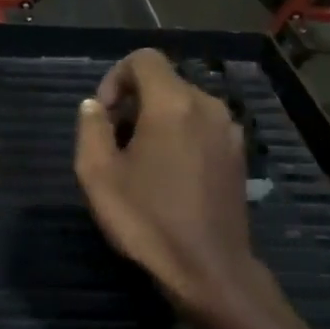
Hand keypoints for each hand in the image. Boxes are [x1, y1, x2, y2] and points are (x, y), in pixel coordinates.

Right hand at [74, 50, 266, 324]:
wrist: (209, 270)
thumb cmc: (148, 220)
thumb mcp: (98, 174)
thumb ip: (91, 128)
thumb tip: (94, 107)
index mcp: (173, 103)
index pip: (144, 59)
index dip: (115, 77)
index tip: (103, 115)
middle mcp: (208, 106)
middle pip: (164, 82)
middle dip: (134, 102)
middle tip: (115, 144)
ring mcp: (229, 131)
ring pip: (184, 105)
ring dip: (157, 120)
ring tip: (140, 163)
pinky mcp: (239, 156)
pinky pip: (202, 127)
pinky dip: (180, 136)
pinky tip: (169, 176)